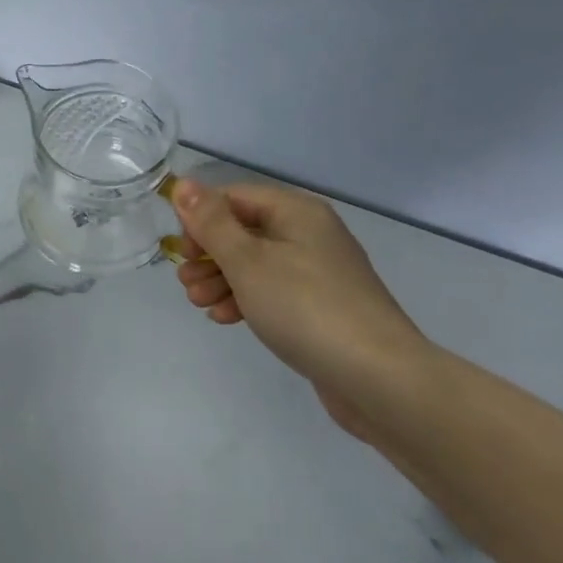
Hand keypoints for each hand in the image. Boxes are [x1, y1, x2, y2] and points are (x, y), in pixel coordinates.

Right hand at [171, 178, 428, 436]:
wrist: (379, 378)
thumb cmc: (305, 308)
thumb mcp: (248, 261)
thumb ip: (212, 223)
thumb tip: (183, 184)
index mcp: (296, 212)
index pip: (235, 197)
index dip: (202, 218)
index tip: (182, 250)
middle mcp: (310, 233)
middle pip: (245, 230)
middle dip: (209, 254)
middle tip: (185, 282)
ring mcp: (319, 272)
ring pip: (257, 263)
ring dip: (222, 279)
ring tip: (198, 305)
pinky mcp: (322, 307)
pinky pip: (275, 291)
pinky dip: (247, 299)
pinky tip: (225, 318)